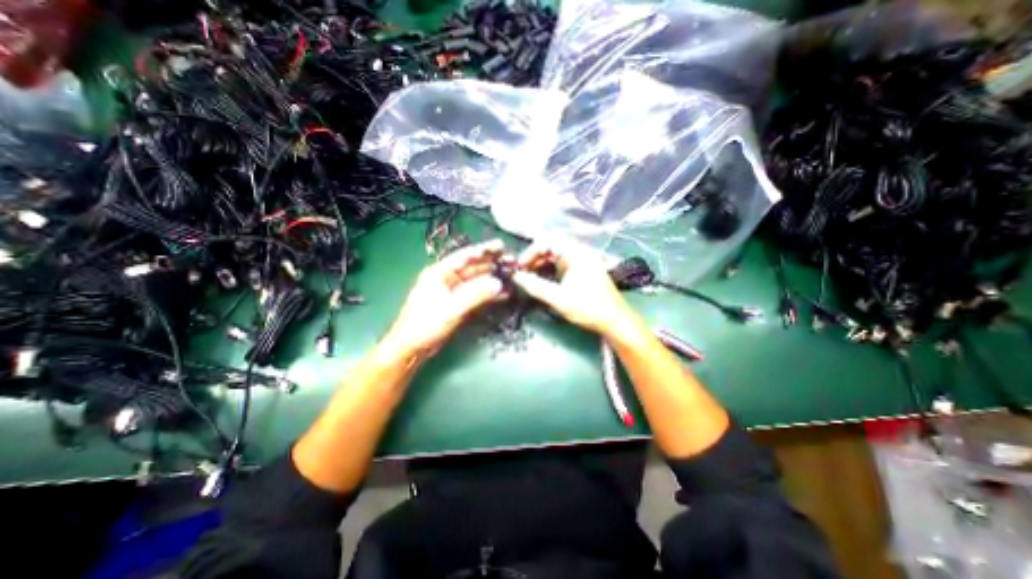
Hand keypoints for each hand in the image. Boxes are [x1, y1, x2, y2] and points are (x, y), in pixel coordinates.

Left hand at [380, 237, 506, 357]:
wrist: (412, 348)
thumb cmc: (426, 324)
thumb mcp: (452, 308)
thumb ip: (476, 294)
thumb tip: (499, 284)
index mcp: (440, 272)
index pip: (465, 256)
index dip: (484, 250)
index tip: (501, 246)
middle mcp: (447, 278)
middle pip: (473, 267)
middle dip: (492, 264)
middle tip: (512, 262)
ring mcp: (453, 291)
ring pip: (477, 281)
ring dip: (493, 279)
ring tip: (512, 276)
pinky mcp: (458, 304)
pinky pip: (476, 294)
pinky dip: (489, 293)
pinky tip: (503, 293)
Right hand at [510, 237, 637, 337]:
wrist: (615, 322)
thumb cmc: (589, 308)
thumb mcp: (559, 298)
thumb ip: (536, 287)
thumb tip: (516, 277)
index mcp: (577, 253)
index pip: (548, 242)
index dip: (531, 252)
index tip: (520, 267)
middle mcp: (580, 253)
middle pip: (551, 247)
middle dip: (534, 258)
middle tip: (523, 273)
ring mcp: (583, 261)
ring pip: (556, 256)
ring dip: (541, 264)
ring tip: (530, 277)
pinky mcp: (583, 271)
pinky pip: (562, 264)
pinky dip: (550, 270)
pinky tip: (543, 280)